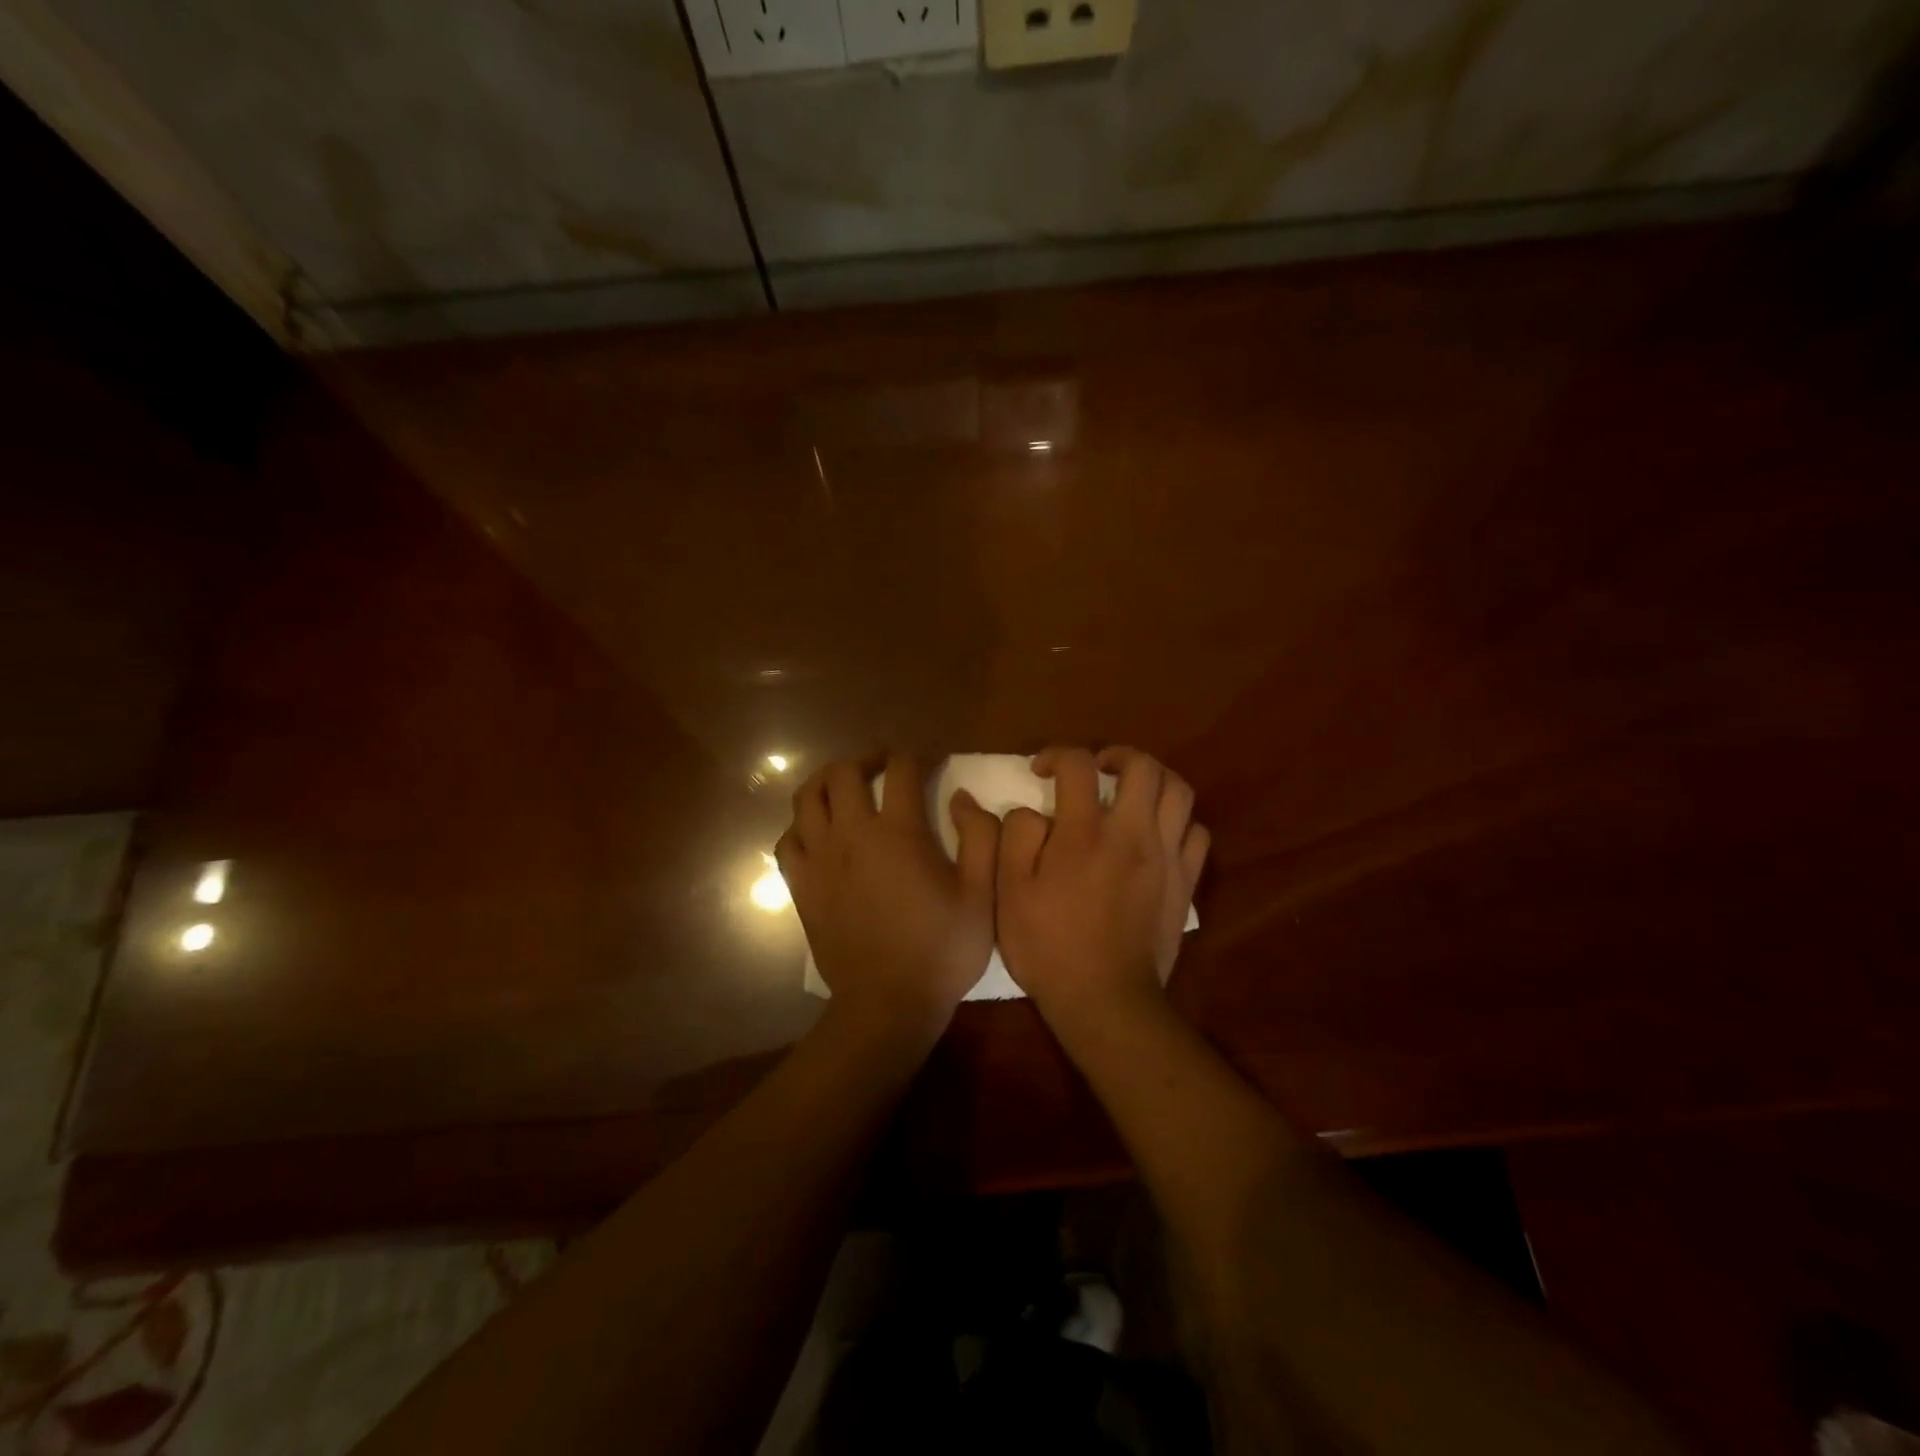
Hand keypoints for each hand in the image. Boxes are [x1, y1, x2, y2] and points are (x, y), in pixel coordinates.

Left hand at [776, 755, 1001, 1044]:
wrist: (887, 1005)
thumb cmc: (941, 951)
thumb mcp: (981, 895)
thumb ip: (980, 837)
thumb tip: (961, 797)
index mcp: (899, 833)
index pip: (902, 769)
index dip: (918, 755)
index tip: (932, 760)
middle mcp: (852, 835)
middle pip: (843, 772)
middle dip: (866, 758)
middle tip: (884, 766)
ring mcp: (820, 860)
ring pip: (807, 798)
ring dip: (827, 781)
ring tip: (846, 787)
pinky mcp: (801, 887)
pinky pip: (788, 840)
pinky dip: (801, 825)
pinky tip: (818, 832)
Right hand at [996, 746, 1209, 1033]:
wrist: (1105, 999)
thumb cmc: (1049, 945)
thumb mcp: (1009, 892)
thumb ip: (1015, 837)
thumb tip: (1030, 809)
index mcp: (1084, 832)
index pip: (1078, 764)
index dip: (1057, 755)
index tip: (1042, 770)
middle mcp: (1132, 833)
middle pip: (1143, 766)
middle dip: (1117, 755)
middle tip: (1096, 770)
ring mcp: (1166, 857)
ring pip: (1179, 792)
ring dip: (1153, 780)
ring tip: (1131, 793)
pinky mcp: (1185, 882)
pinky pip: (1196, 833)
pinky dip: (1178, 821)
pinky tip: (1157, 834)